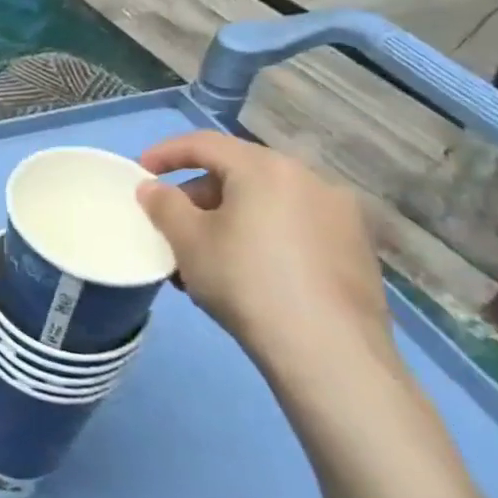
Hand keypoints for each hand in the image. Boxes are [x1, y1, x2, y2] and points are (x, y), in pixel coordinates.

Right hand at [136, 133, 394, 383]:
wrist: (329, 354)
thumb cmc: (246, 281)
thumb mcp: (187, 240)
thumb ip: (163, 204)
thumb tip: (154, 188)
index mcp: (267, 168)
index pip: (204, 143)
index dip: (165, 153)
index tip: (140, 172)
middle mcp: (311, 180)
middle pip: (239, 172)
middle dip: (198, 194)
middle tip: (172, 223)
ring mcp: (341, 216)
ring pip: (268, 203)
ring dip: (230, 218)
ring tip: (205, 255)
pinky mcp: (357, 252)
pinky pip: (295, 228)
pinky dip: (263, 236)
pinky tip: (247, 273)